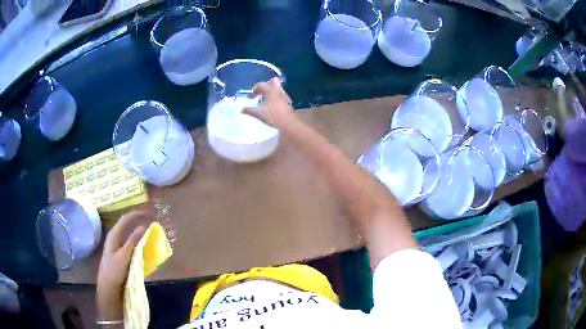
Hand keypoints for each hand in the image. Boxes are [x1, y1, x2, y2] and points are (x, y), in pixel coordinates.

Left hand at [96, 210, 150, 319]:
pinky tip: (142, 244)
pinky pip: (129, 242)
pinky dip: (137, 240)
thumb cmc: (114, 270)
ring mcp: (116, 245)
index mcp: (114, 235)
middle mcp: (114, 237)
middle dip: (137, 220)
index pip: (125, 219)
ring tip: (148, 230)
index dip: (137, 214)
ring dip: (137, 230)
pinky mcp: (120, 253)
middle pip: (126, 224)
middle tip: (150, 220)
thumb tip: (143, 226)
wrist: (108, 286)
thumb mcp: (124, 255)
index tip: (149, 214)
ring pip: (128, 233)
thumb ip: (133, 241)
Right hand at [242, 77, 294, 128]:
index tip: (251, 97)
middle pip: (270, 83)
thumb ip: (249, 110)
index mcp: (269, 91)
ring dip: (270, 90)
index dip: (254, 90)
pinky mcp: (287, 101)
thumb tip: (242, 110)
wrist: (287, 122)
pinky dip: (276, 95)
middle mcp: (277, 90)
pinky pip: (280, 94)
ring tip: (266, 98)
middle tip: (259, 93)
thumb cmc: (271, 116)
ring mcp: (283, 95)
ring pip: (277, 87)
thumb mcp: (258, 113)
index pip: (260, 85)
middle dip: (264, 87)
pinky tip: (273, 103)